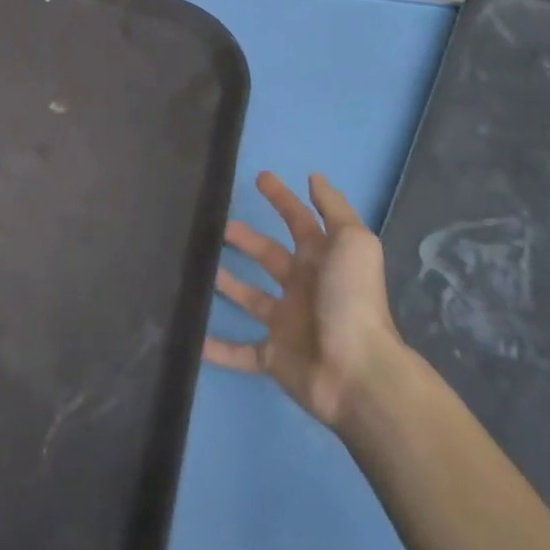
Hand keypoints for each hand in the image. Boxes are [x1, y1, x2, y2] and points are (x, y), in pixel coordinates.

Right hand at [205, 171, 404, 431]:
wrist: (357, 372)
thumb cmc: (350, 299)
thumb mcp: (353, 243)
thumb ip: (334, 209)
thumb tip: (315, 177)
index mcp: (322, 260)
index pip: (298, 220)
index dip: (282, 198)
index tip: (259, 177)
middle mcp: (304, 287)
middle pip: (269, 255)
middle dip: (245, 238)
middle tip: (214, 224)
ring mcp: (287, 323)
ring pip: (251, 297)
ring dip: (227, 283)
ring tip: (195, 266)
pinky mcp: (273, 357)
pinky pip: (241, 351)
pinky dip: (218, 348)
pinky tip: (192, 337)